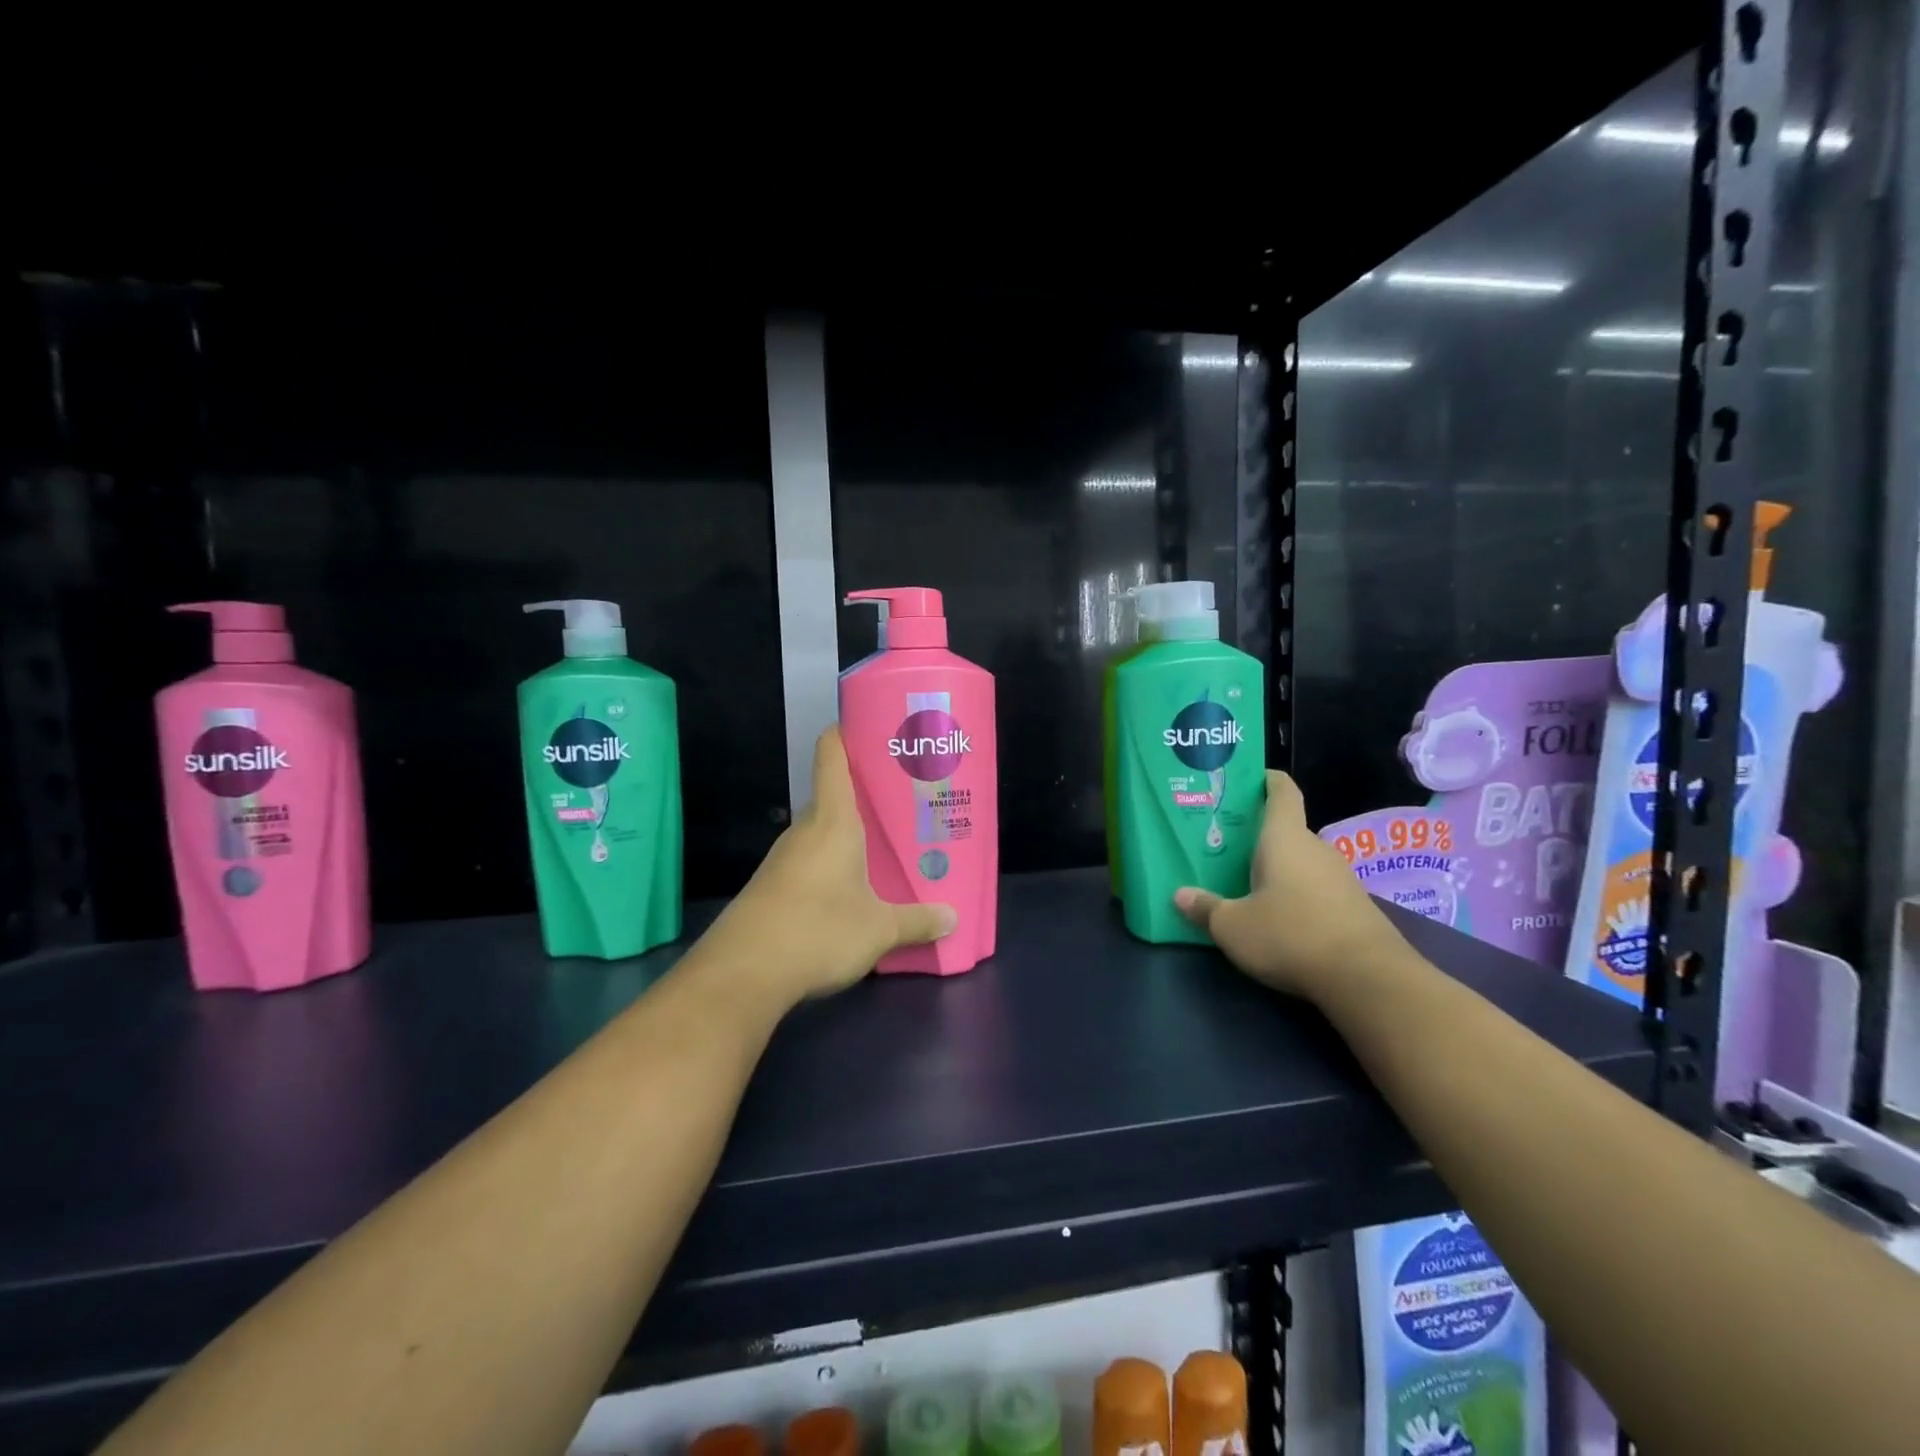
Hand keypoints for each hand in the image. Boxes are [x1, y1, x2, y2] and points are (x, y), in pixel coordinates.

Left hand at [699, 726, 955, 1005]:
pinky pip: (812, 860)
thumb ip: (917, 921)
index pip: (832, 754)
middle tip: (908, 801)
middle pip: (835, 794)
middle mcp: (806, 829)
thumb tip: (953, 918)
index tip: (877, 729)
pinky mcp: (774, 886)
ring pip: (825, 831)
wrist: (741, 974)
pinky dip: (836, 863)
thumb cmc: (817, 930)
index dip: (849, 732)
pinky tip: (857, 888)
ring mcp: (785, 858)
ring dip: (854, 834)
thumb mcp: (879, 930)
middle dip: (870, 794)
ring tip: (892, 845)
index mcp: (833, 820)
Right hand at [1174, 770, 1399, 1001]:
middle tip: (1224, 846)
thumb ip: (1205, 908)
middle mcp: (1315, 848)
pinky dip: (1296, 894)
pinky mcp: (1354, 907)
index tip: (1246, 779)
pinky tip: (1278, 916)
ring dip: (1276, 868)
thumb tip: (1180, 895)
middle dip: (1257, 836)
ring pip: (1300, 861)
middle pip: (1285, 830)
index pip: (1281, 791)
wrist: (1368, 979)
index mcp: (1284, 837)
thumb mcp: (1232, 926)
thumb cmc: (1290, 934)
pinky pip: (1315, 888)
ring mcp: (1340, 877)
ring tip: (1244, 883)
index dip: (1265, 779)